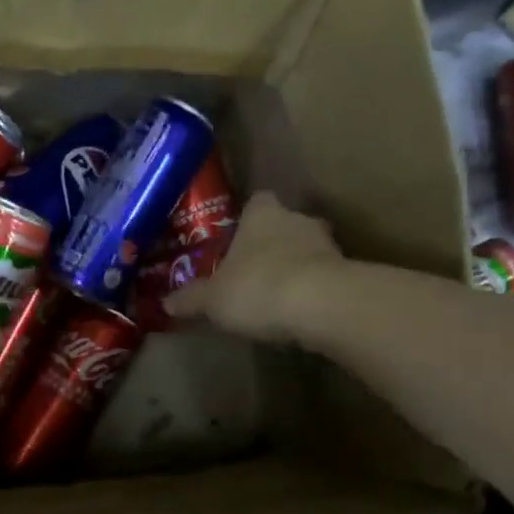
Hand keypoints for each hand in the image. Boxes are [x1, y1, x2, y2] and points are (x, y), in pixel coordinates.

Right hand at [166, 192, 344, 343]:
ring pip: (308, 249)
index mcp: (262, 215)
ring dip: (296, 266)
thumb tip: (166, 303)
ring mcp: (328, 244)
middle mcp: (297, 219)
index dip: (246, 219)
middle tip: (254, 269)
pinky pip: (325, 275)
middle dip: (271, 244)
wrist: (322, 306)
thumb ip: (191, 299)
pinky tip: (301, 311)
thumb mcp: (213, 299)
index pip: (256, 202)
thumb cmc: (258, 288)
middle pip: (284, 224)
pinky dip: (314, 288)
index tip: (237, 239)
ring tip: (277, 294)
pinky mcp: (348, 271)